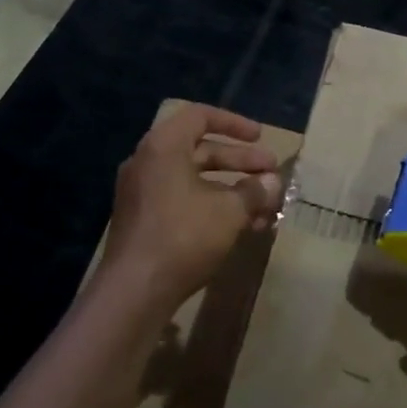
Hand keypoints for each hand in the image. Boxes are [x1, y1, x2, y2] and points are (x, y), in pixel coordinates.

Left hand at [100, 105, 282, 311]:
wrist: (134, 291)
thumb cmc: (183, 236)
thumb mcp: (229, 211)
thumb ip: (254, 191)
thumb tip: (273, 182)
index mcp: (164, 146)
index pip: (200, 116)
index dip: (234, 123)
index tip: (260, 137)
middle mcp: (148, 162)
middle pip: (201, 150)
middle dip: (240, 161)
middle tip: (271, 174)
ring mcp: (142, 193)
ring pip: (195, 180)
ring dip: (231, 189)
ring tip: (264, 207)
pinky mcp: (143, 220)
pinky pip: (182, 201)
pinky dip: (211, 206)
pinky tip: (241, 228)